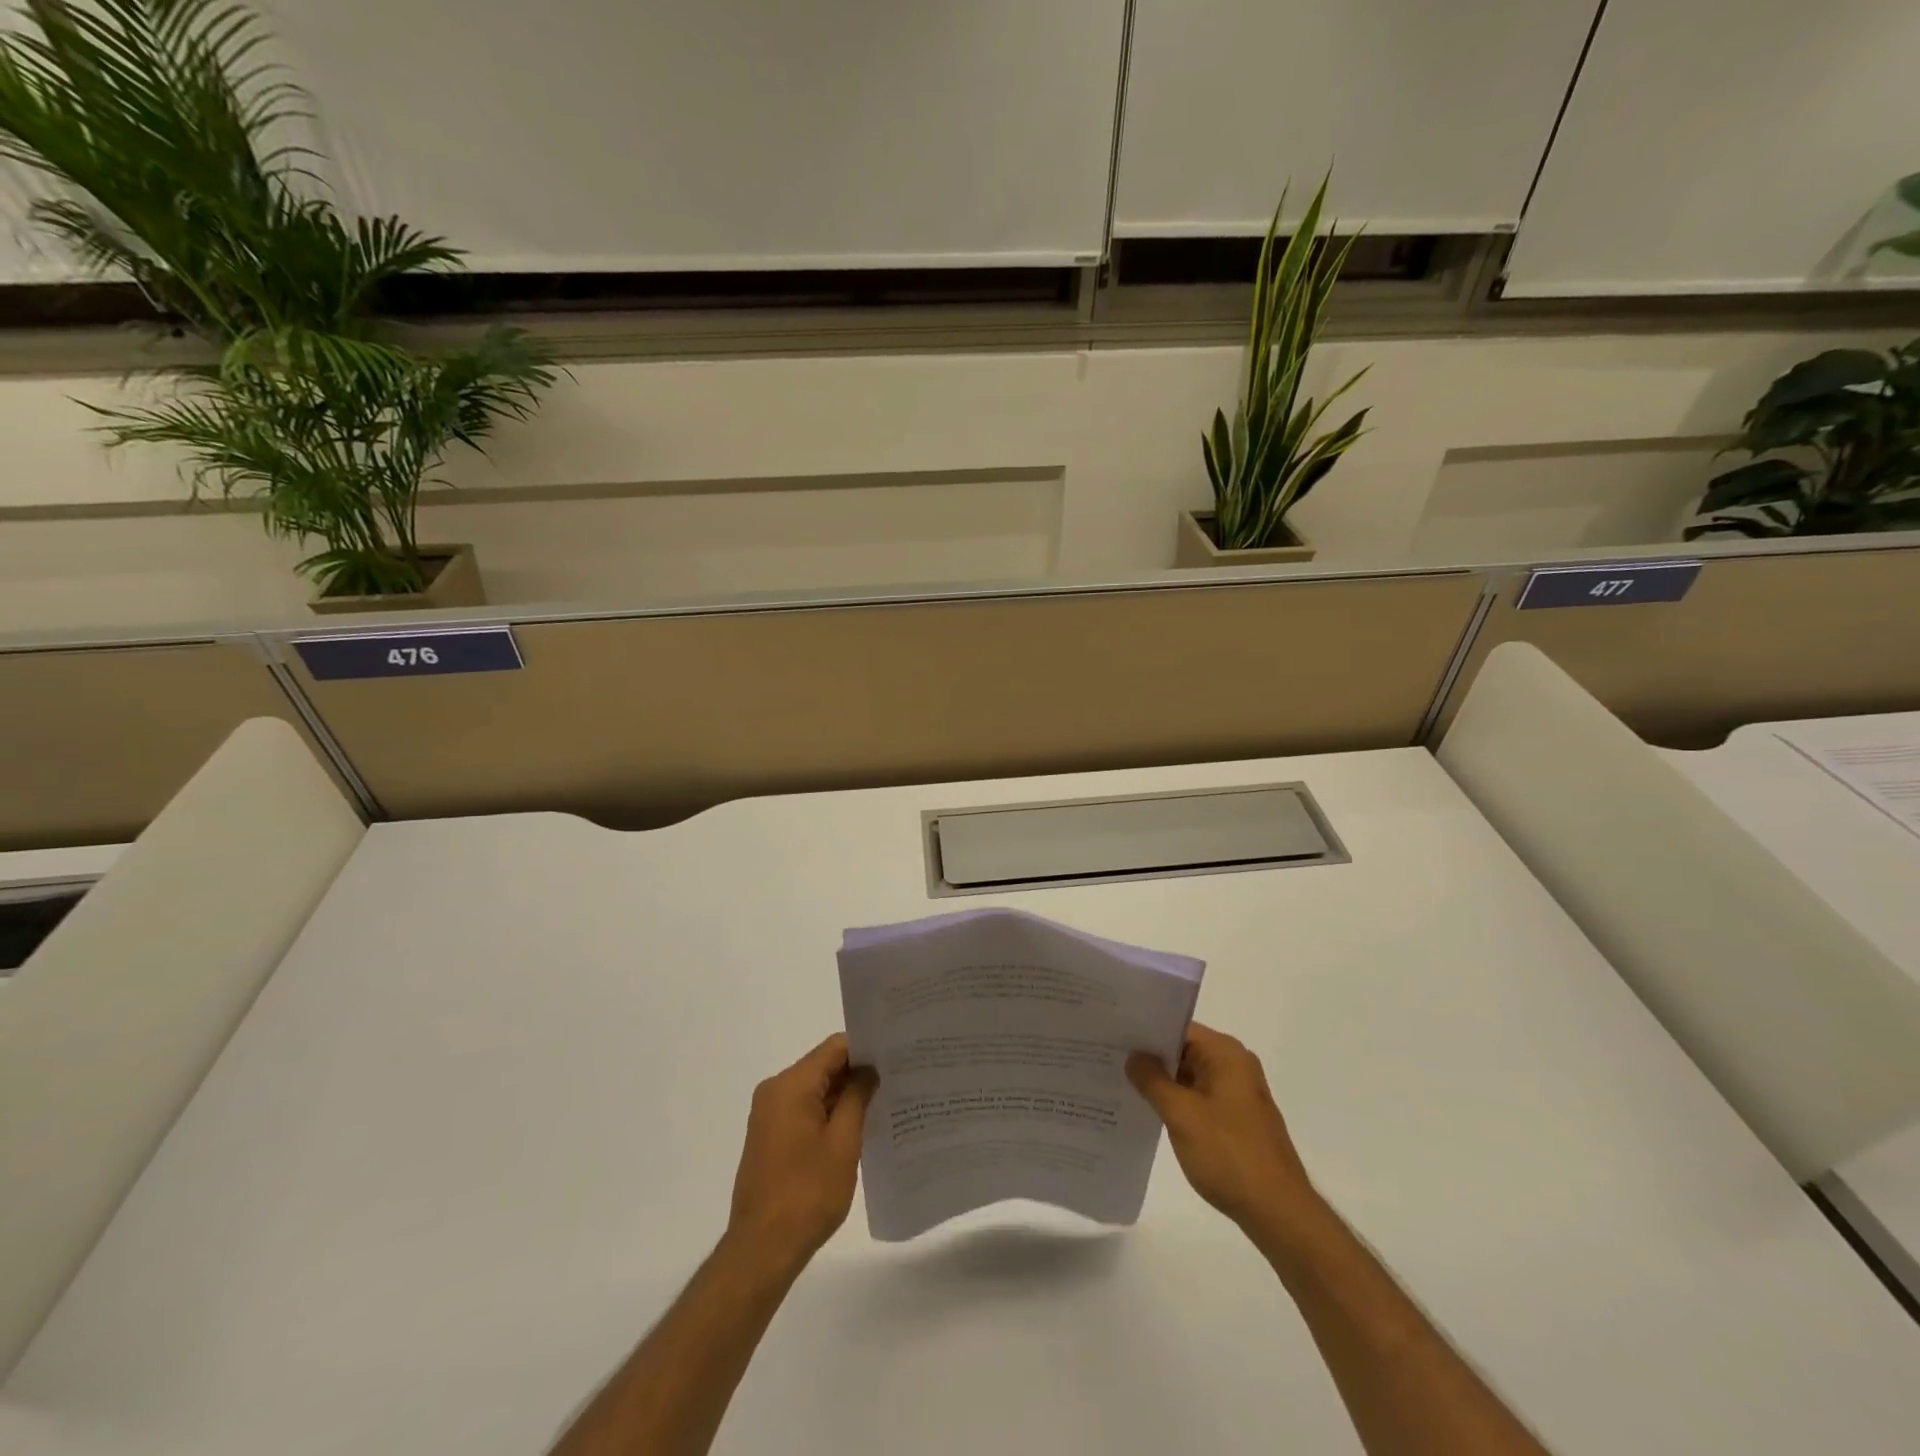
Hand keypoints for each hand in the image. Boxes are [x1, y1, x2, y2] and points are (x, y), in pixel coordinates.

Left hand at [725, 1033, 877, 1277]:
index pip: (834, 1048)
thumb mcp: (844, 1142)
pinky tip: (856, 1128)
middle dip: (857, 1073)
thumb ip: (857, 1097)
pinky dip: (828, 1113)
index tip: (894, 1057)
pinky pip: (803, 1109)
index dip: (865, 1049)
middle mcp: (775, 1091)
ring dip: (843, 1096)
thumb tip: (869, 1070)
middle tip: (895, 1080)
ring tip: (882, 1103)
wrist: (762, 1249)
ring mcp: (769, 1114)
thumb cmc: (808, 1193)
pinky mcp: (769, 1136)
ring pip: (814, 1089)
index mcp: (791, 1085)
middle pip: (823, 1066)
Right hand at [1127, 1022, 1320, 1234]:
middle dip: (1150, 1057)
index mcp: (1226, 1053)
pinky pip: (1199, 1096)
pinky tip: (1149, 1110)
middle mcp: (1235, 1065)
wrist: (1278, 1212)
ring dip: (1162, 1082)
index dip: (1145, 1032)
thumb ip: (1152, 1080)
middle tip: (1110, 1058)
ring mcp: (1238, 1093)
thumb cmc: (1229, 1154)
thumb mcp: (1181, 1114)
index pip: (1178, 1028)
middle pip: (1184, 1050)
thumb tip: (1133, 1056)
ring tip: (1121, 1082)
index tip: (1113, 1036)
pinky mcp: (1237, 1118)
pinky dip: (1177, 1101)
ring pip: (1190, 1075)